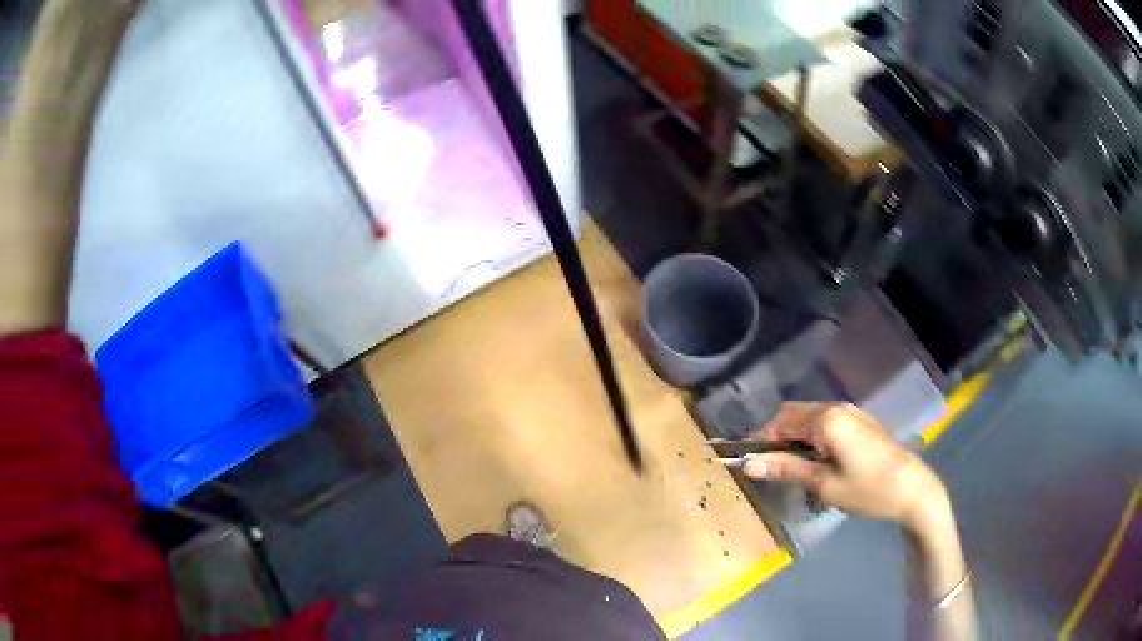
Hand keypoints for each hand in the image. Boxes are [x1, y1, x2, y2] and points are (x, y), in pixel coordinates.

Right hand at [742, 402, 947, 530]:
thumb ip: (786, 469)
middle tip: (770, 469)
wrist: (912, 490)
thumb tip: (748, 464)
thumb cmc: (868, 490)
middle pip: (793, 414)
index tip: (747, 463)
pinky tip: (816, 462)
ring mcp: (850, 413)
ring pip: (809, 417)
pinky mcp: (859, 422)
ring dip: (794, 437)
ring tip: (792, 470)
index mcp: (826, 419)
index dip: (759, 440)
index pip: (779, 422)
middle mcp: (836, 408)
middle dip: (776, 437)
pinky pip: (825, 422)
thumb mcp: (823, 485)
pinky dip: (811, 437)